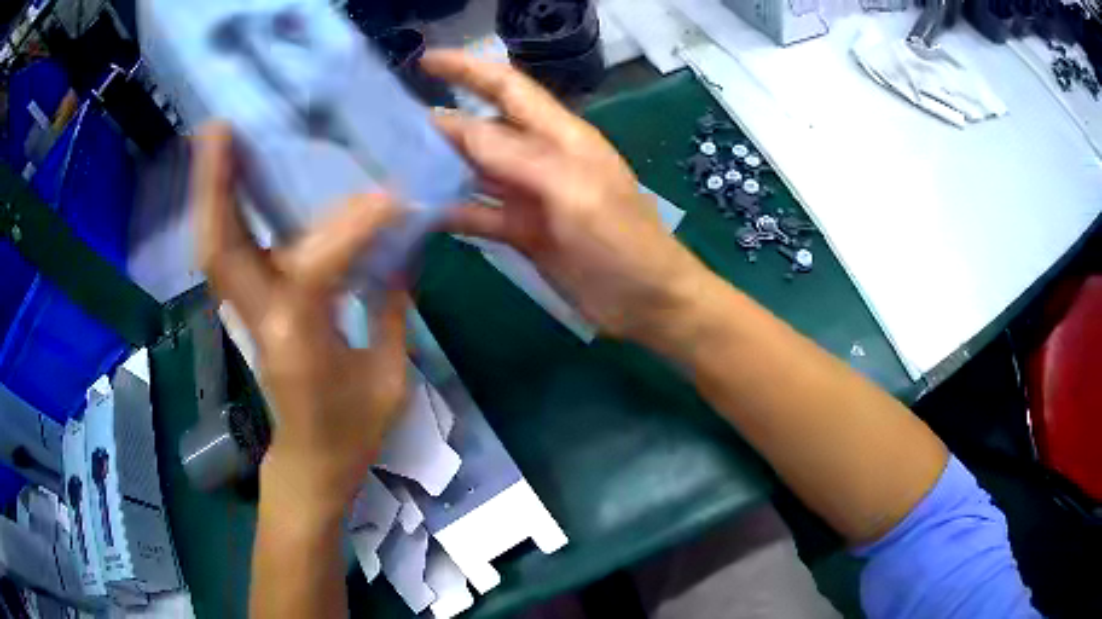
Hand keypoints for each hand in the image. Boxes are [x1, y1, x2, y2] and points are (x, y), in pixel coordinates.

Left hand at [191, 124, 408, 520]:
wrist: (309, 465)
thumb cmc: (353, 434)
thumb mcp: (390, 378)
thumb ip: (393, 305)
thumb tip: (408, 243)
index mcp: (300, 346)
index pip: (314, 271)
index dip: (350, 228)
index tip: (389, 196)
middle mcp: (260, 321)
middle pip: (221, 248)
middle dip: (215, 186)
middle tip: (220, 128)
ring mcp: (245, 315)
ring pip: (215, 246)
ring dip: (210, 192)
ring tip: (218, 139)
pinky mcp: (247, 310)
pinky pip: (228, 253)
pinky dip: (223, 212)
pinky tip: (232, 178)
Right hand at [422, 50, 708, 341]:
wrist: (645, 301)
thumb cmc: (621, 241)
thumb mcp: (574, 191)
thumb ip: (518, 157)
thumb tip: (459, 126)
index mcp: (560, 136)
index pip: (508, 88)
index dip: (468, 70)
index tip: (425, 61)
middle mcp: (540, 158)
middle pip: (483, 128)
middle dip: (442, 121)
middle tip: (389, 128)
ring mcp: (528, 196)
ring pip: (475, 170)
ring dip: (440, 166)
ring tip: (393, 167)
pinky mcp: (522, 230)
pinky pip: (478, 213)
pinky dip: (451, 210)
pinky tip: (420, 212)